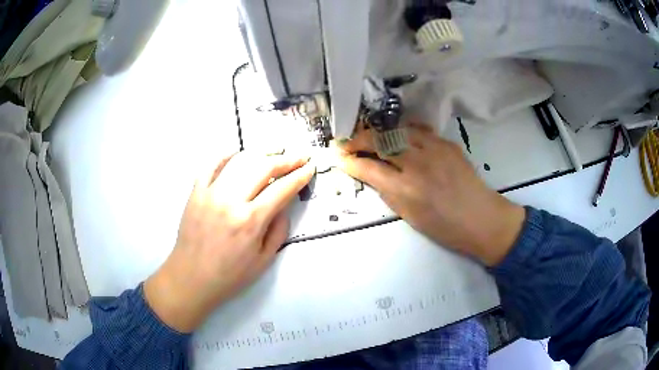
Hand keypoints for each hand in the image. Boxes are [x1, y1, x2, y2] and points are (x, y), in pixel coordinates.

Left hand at [145, 151, 314, 332]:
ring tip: (275, 152)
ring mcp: (210, 193)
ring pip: (240, 161)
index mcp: (251, 221)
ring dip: (261, 154)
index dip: (299, 176)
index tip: (310, 167)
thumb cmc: (230, 275)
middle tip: (299, 157)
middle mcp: (231, 201)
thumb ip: (278, 231)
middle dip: (286, 160)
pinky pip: (211, 165)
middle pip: (263, 168)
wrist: (191, 278)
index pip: (282, 189)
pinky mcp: (196, 192)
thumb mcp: (264, 261)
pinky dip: (226, 155)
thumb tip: (283, 206)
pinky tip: (238, 154)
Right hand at [335, 122, 524, 265]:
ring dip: (380, 133)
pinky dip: (404, 133)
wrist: (481, 218)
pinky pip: (419, 131)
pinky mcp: (447, 143)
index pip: (367, 167)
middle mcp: (417, 164)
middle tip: (348, 142)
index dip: (349, 160)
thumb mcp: (409, 216)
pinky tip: (401, 138)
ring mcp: (434, 149)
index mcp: (405, 189)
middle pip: (379, 140)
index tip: (338, 157)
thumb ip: (387, 192)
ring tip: (372, 138)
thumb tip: (371, 174)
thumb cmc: (444, 227)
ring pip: (398, 130)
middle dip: (358, 139)